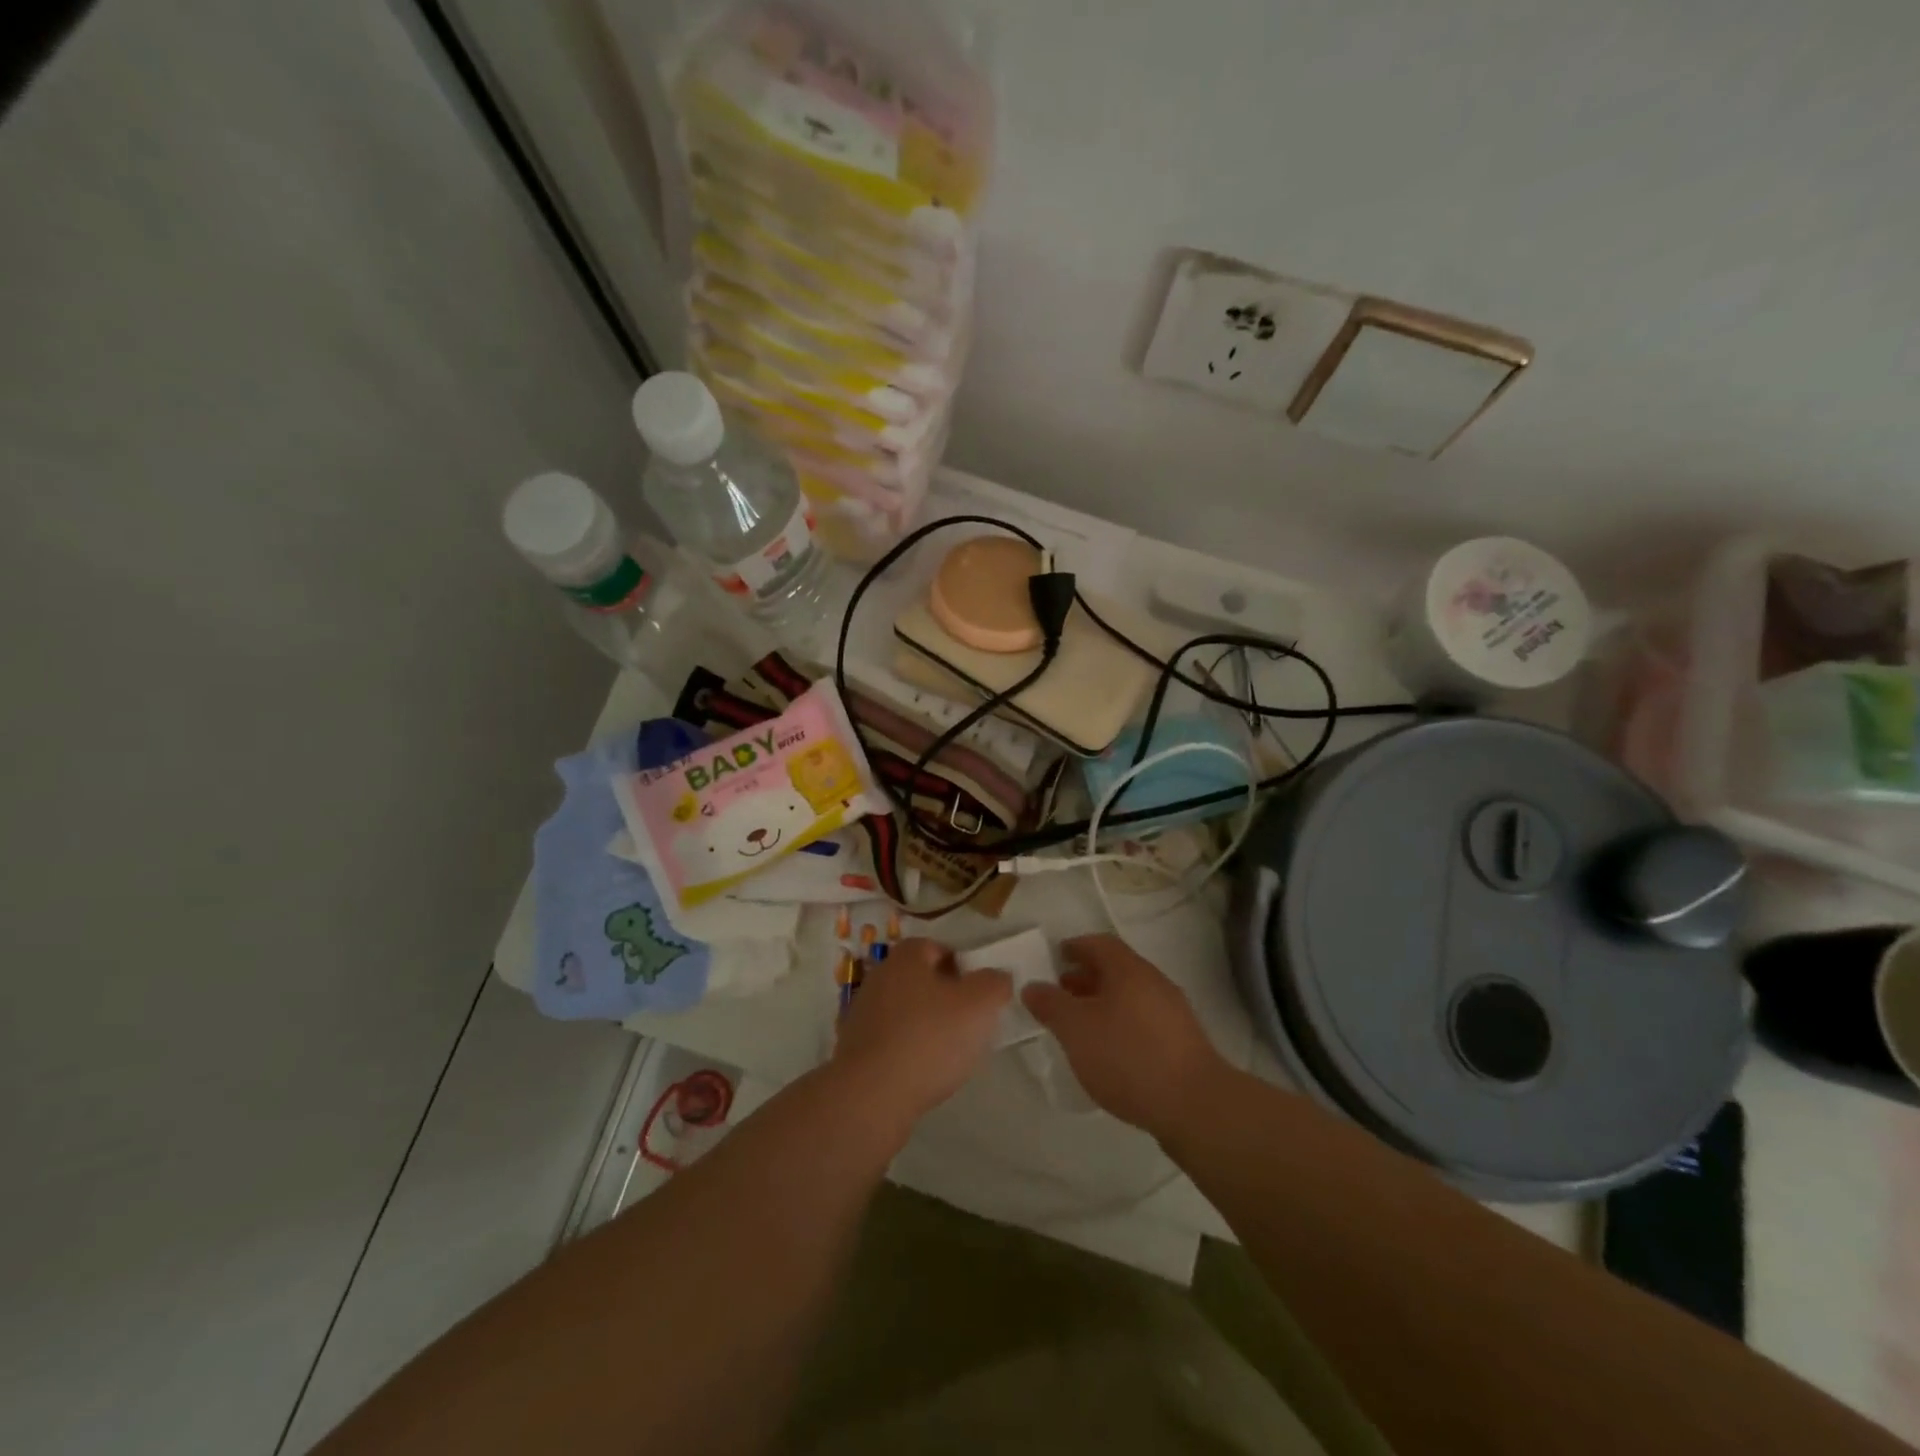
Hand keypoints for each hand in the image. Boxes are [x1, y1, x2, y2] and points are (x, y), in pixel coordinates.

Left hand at [833, 938, 1010, 1123]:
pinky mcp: (855, 1049)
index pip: (936, 947)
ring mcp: (862, 1014)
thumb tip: (996, 977)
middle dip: (944, 995)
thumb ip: (994, 983)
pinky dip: (908, 1049)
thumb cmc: (930, 1038)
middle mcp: (880, 978)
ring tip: (950, 1051)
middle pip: (919, 979)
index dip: (960, 965)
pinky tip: (924, 1071)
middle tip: (969, 1020)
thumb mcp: (979, 1004)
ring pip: (904, 1010)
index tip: (978, 991)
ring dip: (925, 1024)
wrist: (872, 1095)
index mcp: (906, 958)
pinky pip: (890, 1040)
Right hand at [1021, 934, 1227, 1137]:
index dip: (1075, 947)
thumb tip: (1032, 986)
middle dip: (1086, 977)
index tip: (1055, 957)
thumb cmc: (1128, 1056)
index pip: (1099, 943)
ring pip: (1130, 996)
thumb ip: (1051, 1004)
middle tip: (1060, 994)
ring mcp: (1172, 1012)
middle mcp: (1153, 982)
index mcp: (1129, 969)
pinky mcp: (1182, 1043)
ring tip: (1080, 1027)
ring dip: (1103, 1003)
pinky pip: (1143, 1020)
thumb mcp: (1076, 1029)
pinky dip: (1120, 1024)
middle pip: (1115, 969)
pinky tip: (1109, 1052)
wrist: (1195, 1105)